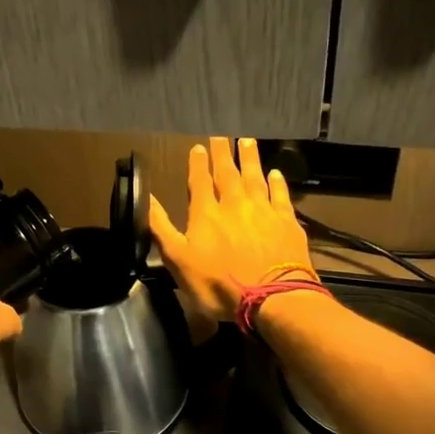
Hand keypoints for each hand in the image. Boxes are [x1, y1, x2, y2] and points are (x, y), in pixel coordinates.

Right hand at [149, 137, 315, 332]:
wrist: (272, 298)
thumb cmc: (219, 284)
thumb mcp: (179, 261)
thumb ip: (162, 229)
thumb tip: (147, 199)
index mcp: (206, 214)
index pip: (200, 182)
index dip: (198, 164)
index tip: (198, 147)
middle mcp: (235, 204)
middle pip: (228, 173)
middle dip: (223, 153)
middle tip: (222, 135)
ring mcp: (263, 211)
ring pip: (255, 177)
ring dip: (250, 159)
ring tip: (247, 142)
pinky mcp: (287, 222)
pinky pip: (281, 195)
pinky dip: (277, 183)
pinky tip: (275, 174)